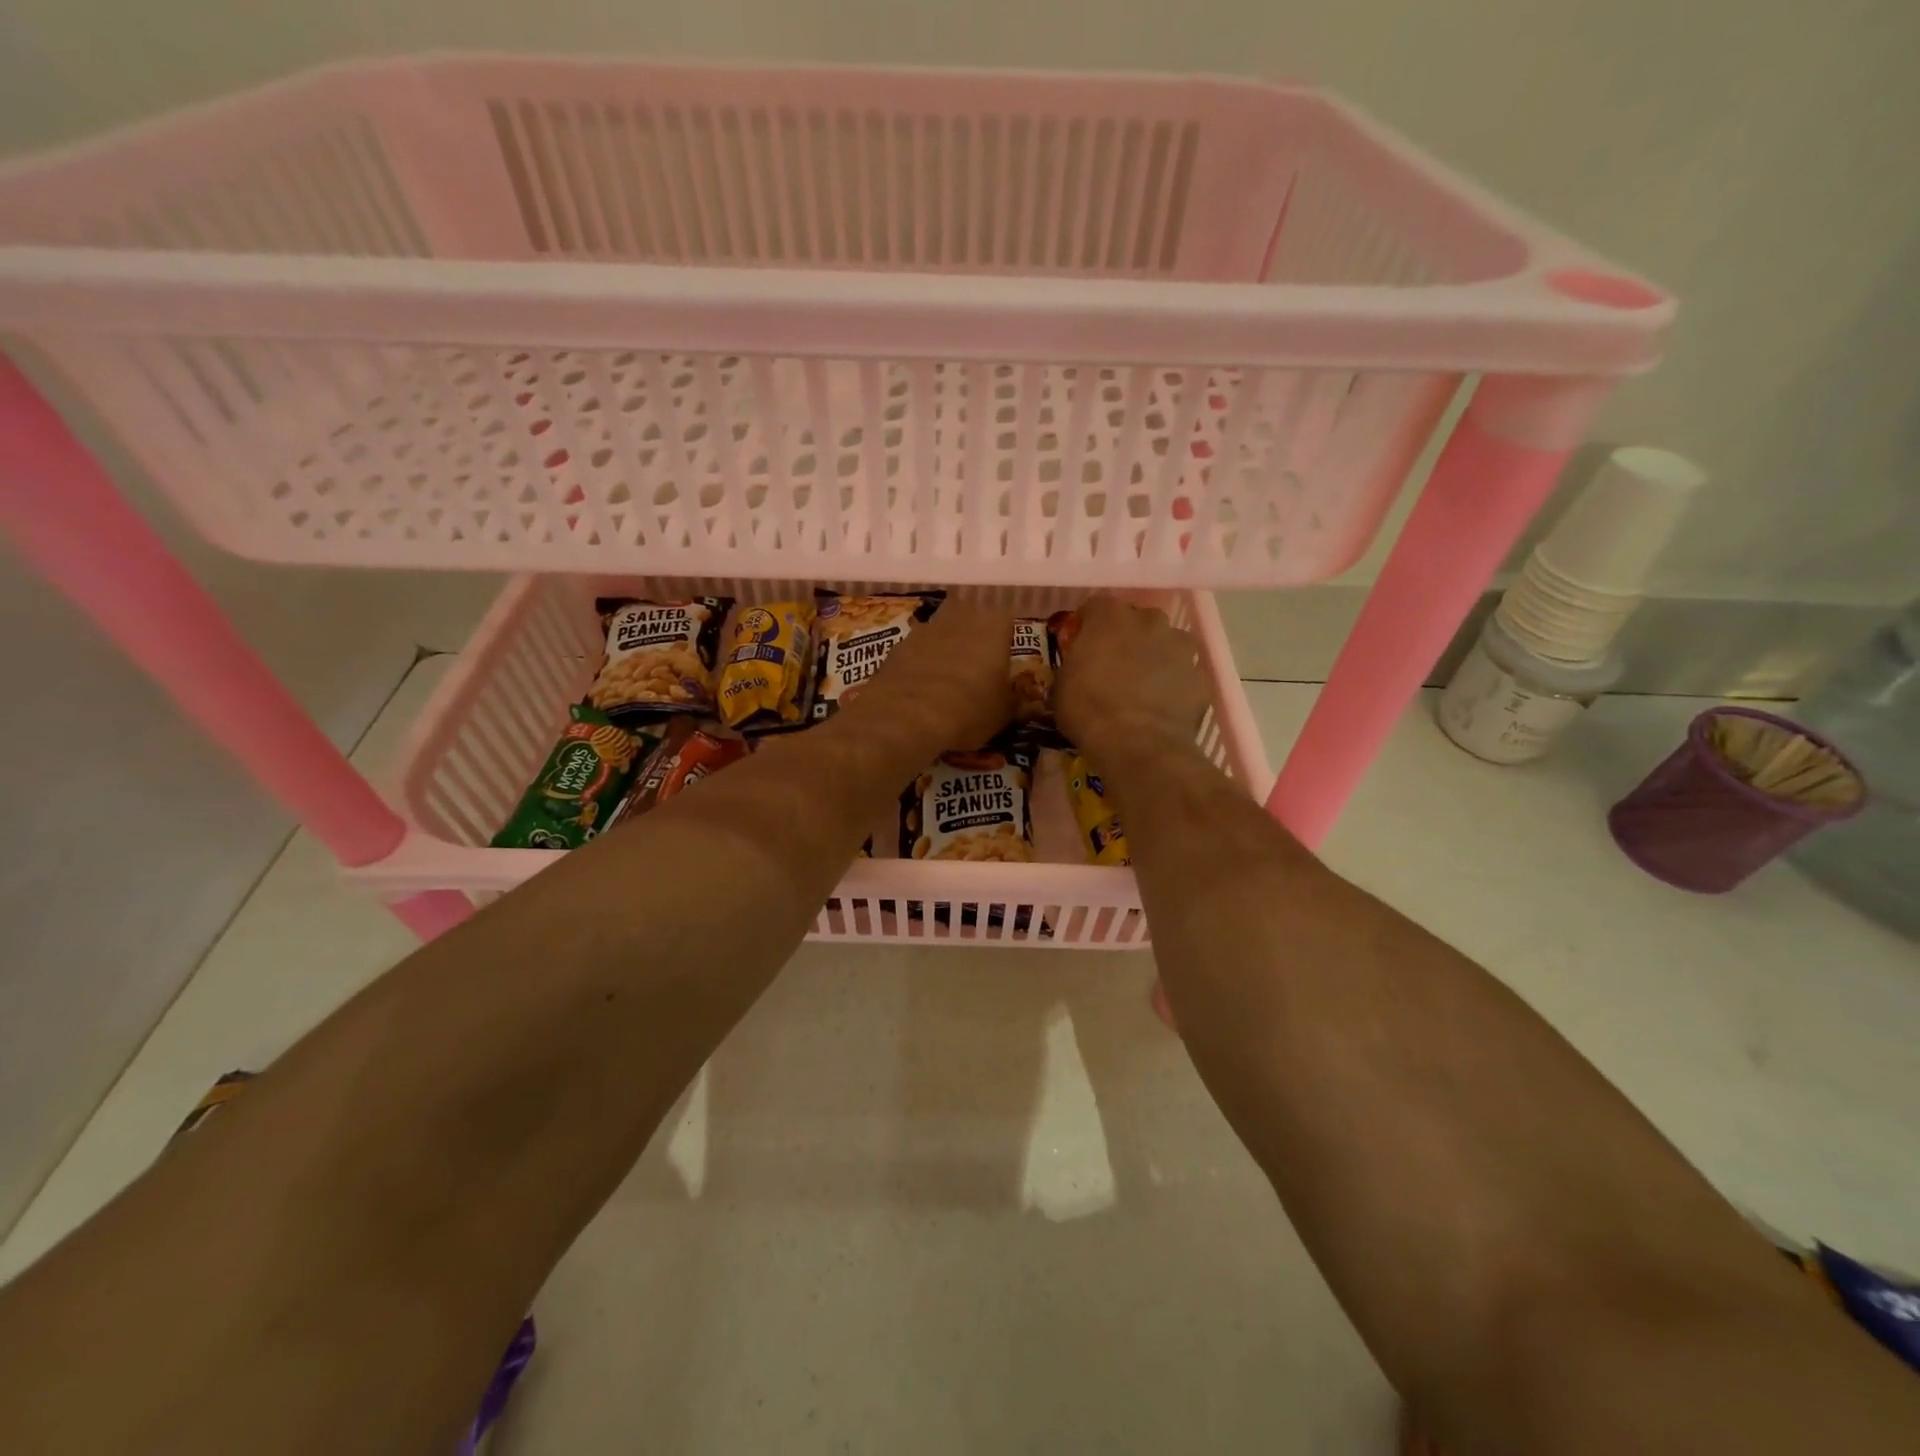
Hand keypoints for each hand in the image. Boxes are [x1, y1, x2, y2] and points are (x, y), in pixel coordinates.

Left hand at [845, 598, 1014, 750]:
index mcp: (994, 625)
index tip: (1003, 661)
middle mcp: (960, 616)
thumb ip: (1011, 698)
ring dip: (944, 646)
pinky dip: (920, 662)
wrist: (908, 716)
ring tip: (946, 678)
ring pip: (940, 630)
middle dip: (973, 634)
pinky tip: (920, 687)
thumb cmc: (970, 709)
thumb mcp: (1003, 713)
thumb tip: (1014, 698)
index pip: (1007, 620)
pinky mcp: (896, 645)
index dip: (1005, 640)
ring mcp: (925, 628)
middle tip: (975, 665)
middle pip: (970, 615)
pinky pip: (916, 649)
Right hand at [1054, 596, 1210, 765]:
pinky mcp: (1200, 675)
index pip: (1097, 606)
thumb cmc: (1089, 711)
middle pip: (1138, 619)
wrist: (1137, 744)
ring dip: (1157, 656)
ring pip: (1168, 642)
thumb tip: (1079, 668)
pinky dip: (1176, 684)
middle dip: (1128, 636)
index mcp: (1109, 618)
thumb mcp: (1062, 686)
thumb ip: (1074, 665)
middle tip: (1116, 664)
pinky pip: (1184, 674)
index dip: (1089, 624)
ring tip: (1145, 685)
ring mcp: (1180, 647)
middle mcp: (1149, 621)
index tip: (1083, 643)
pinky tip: (1163, 706)